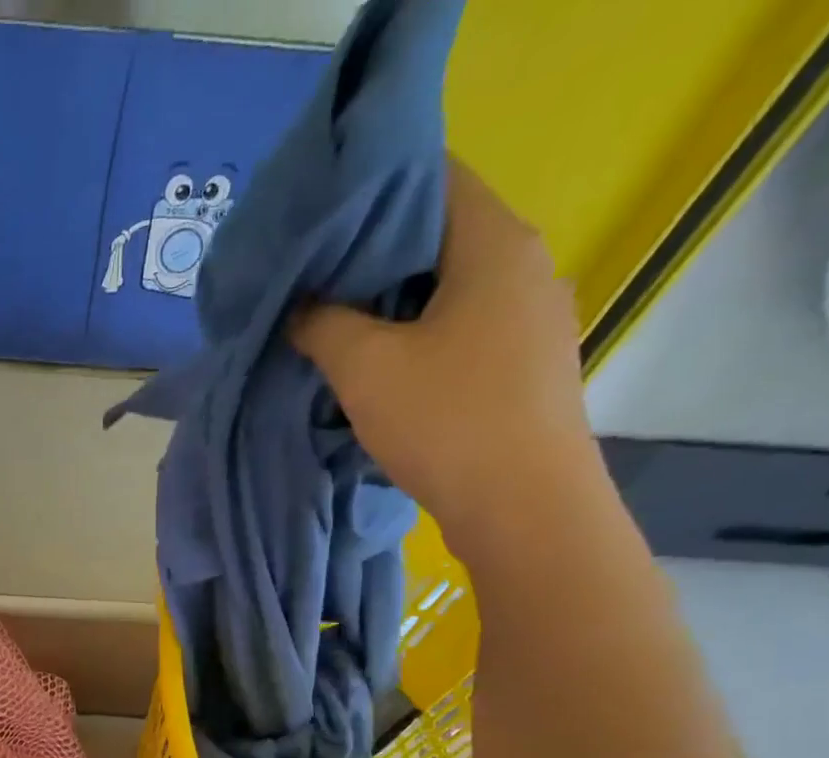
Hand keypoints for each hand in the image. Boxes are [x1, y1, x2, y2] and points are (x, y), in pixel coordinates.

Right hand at [287, 158, 606, 556]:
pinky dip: (418, 339)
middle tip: (312, 286)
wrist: (522, 506)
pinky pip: (462, 331)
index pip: (432, 180)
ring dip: (392, 307)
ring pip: (448, 290)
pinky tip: (381, 370)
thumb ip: (322, 324)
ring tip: (337, 331)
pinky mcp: (524, 365)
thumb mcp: (365, 369)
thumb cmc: (446, 421)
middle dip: (371, 259)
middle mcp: (525, 266)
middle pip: (438, 237)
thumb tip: (298, 306)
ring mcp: (531, 319)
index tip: (316, 229)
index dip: (370, 195)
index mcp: (495, 243)